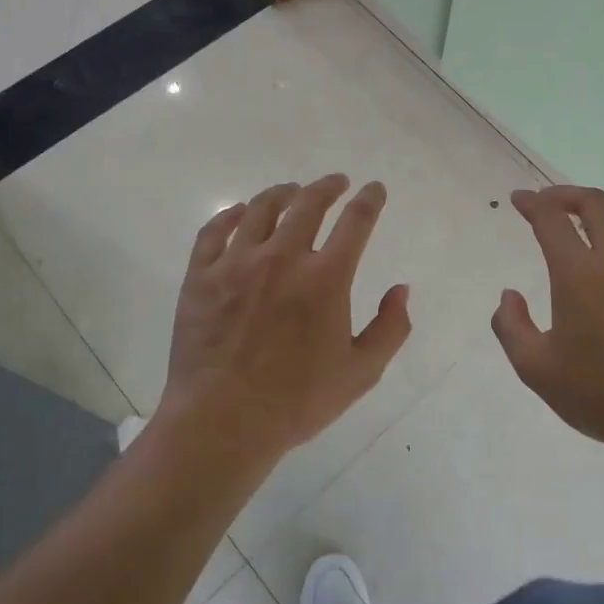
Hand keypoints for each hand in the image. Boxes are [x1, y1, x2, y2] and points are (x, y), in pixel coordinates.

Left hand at [157, 174, 410, 468]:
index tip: (374, 188)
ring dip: (282, 193)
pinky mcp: (201, 276)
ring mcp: (237, 263)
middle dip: (327, 186)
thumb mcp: (361, 373)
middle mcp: (283, 258)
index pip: (356, 222)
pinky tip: (240, 212)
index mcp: (326, 278)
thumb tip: (402, 289)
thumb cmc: (296, 402)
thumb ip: (390, 328)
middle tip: (336, 182)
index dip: (369, 200)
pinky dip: (231, 214)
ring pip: (261, 209)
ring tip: (291, 190)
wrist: (222, 422)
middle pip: (308, 204)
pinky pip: (214, 230)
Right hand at [493, 186, 603, 457]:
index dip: (532, 203)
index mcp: (580, 275)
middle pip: (594, 204)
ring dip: (599, 209)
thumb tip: (509, 296)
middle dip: (566, 195)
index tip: (519, 200)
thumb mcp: (535, 368)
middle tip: (548, 203)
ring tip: (583, 220)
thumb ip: (511, 326)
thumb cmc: (599, 395)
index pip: (552, 219)